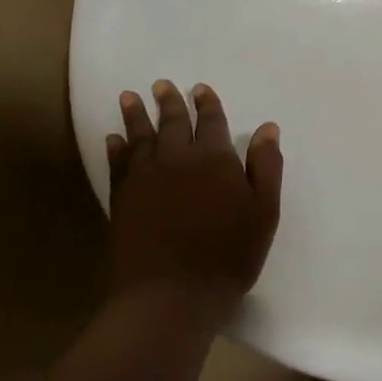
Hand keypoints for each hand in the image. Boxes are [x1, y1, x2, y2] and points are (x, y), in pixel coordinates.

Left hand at [105, 80, 282, 310]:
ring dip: (135, 115)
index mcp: (215, 159)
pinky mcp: (122, 200)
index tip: (200, 88)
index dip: (207, 104)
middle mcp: (177, 159)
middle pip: (172, 123)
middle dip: (169, 102)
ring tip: (128, 96)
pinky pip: (118, 165)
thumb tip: (268, 128)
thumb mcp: (263, 212)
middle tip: (161, 84)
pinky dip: (116, 149)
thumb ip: (265, 167)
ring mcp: (145, 178)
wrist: (170, 295)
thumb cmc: (227, 255)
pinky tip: (113, 139)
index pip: (211, 122)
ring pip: (140, 137)